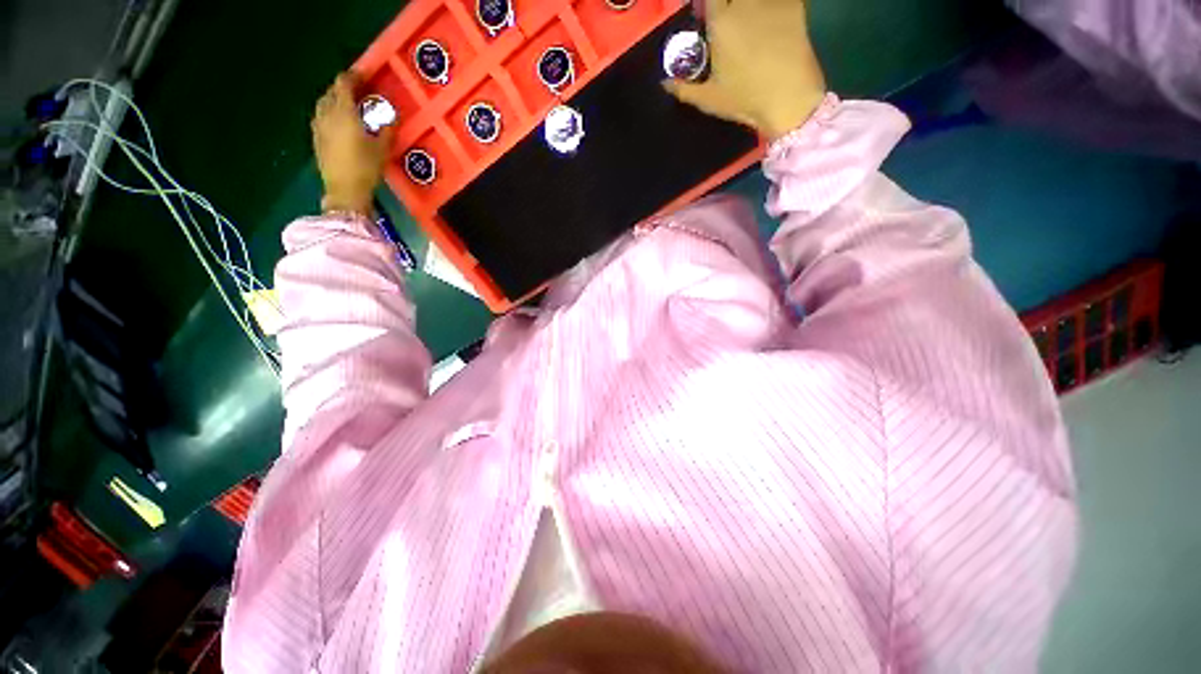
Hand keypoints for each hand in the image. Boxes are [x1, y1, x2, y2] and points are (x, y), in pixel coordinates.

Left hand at [312, 73, 393, 215]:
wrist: (345, 191)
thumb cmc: (366, 168)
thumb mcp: (383, 149)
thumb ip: (386, 130)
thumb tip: (391, 117)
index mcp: (344, 112)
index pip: (343, 84)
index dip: (353, 76)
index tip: (363, 74)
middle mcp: (327, 114)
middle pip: (331, 92)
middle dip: (343, 88)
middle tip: (357, 92)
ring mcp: (318, 126)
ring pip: (323, 104)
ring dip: (334, 100)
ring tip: (347, 106)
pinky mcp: (316, 139)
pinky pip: (321, 117)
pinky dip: (329, 113)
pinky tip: (338, 122)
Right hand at [665, 0, 826, 139]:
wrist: (790, 99)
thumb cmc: (746, 99)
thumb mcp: (709, 99)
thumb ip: (683, 89)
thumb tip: (664, 83)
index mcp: (720, 22)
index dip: (707, 5)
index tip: (705, 15)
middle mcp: (744, 4)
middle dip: (725, 6)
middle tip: (725, 19)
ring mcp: (772, 1)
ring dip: (748, 8)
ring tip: (748, 24)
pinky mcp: (796, 5)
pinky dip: (773, 5)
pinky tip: (772, 16)